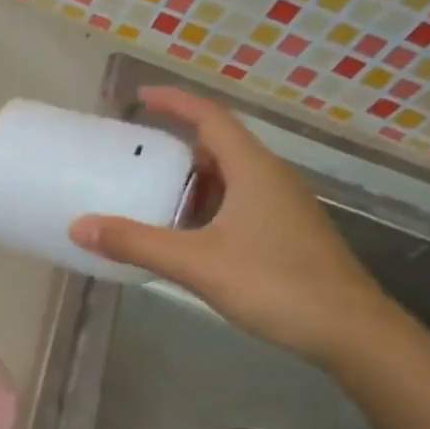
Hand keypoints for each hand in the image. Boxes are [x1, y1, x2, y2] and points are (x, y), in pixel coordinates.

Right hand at [70, 86, 399, 366]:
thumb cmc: (276, 284)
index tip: (140, 97)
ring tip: (153, 198)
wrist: (350, 331)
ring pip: (230, 179)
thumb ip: (137, 243)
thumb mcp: (197, 263)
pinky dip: (208, 209)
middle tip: (137, 157)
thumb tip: (79, 226)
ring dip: (192, 183)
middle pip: (220, 147)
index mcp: (253, 170)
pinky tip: (188, 238)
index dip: (175, 102)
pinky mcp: (287, 234)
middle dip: (177, 147)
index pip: (210, 117)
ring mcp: (283, 207)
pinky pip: (240, 205)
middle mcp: (271, 178)